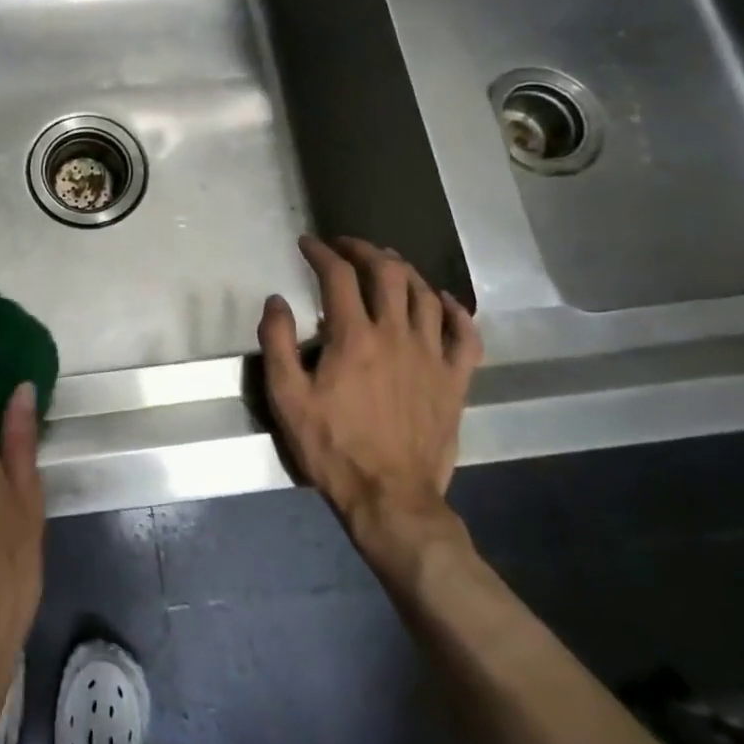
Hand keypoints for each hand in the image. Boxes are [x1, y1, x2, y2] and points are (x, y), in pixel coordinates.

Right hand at [258, 236, 482, 579]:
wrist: (390, 498)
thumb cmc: (332, 447)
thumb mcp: (287, 398)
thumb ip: (277, 343)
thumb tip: (276, 301)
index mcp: (354, 337)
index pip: (339, 276)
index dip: (322, 253)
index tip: (308, 244)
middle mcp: (397, 335)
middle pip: (388, 273)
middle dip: (365, 250)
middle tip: (346, 246)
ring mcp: (432, 356)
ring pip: (425, 295)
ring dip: (405, 271)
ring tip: (387, 264)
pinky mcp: (455, 380)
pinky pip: (466, 334)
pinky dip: (455, 311)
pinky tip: (443, 301)